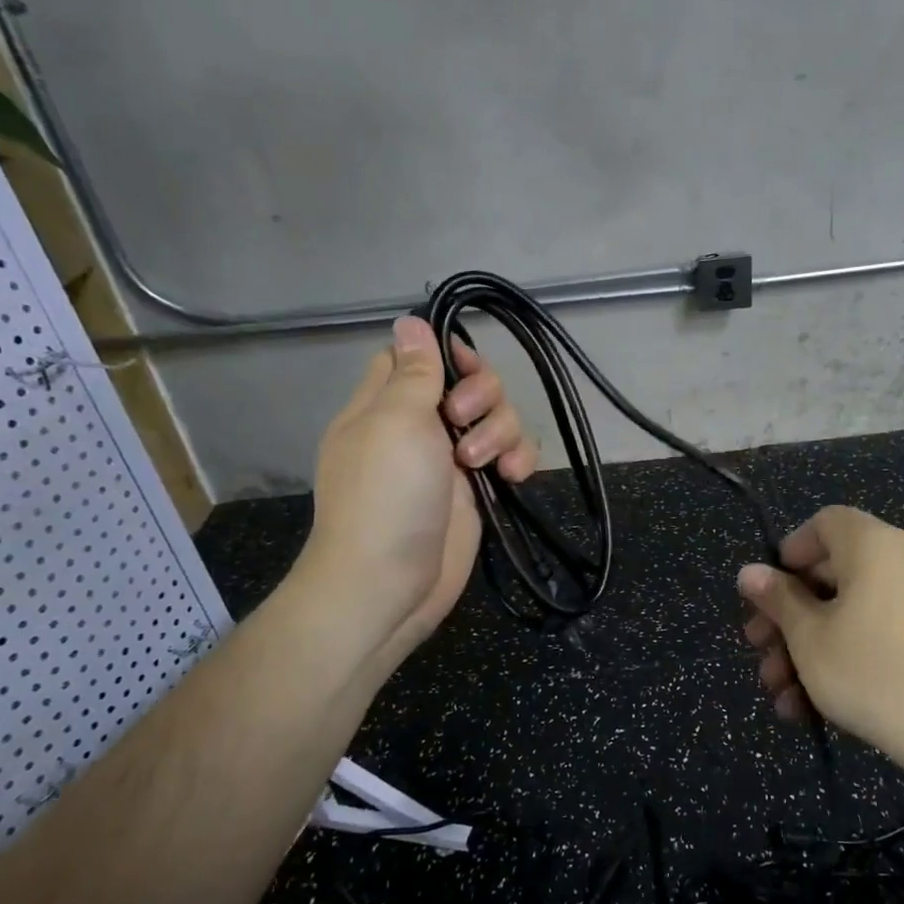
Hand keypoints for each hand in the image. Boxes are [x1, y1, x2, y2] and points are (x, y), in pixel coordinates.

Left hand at [295, 315, 538, 666]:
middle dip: (482, 395)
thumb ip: (413, 372)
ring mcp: (450, 460)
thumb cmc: (385, 496)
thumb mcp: (396, 422)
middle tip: (463, 421)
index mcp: (386, 404)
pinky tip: (512, 477)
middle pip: (468, 384)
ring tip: (482, 464)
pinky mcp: (477, 491)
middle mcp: (420, 427)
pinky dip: (518, 460)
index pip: (417, 357)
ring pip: (497, 419)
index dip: (445, 353)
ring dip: (502, 431)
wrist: (390, 584)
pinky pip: (511, 457)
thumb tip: (408, 320)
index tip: (464, 364)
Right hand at [737, 507, 903, 766]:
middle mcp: (902, 561)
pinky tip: (810, 708)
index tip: (768, 593)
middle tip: (759, 651)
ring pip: (849, 613)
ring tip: (780, 695)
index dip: (789, 553)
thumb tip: (749, 572)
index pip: (825, 523)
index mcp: (873, 545)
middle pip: (830, 574)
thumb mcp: (810, 637)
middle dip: (787, 616)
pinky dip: (844, 659)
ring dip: (808, 649)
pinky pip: (877, 634)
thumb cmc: (875, 672)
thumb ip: (777, 600)